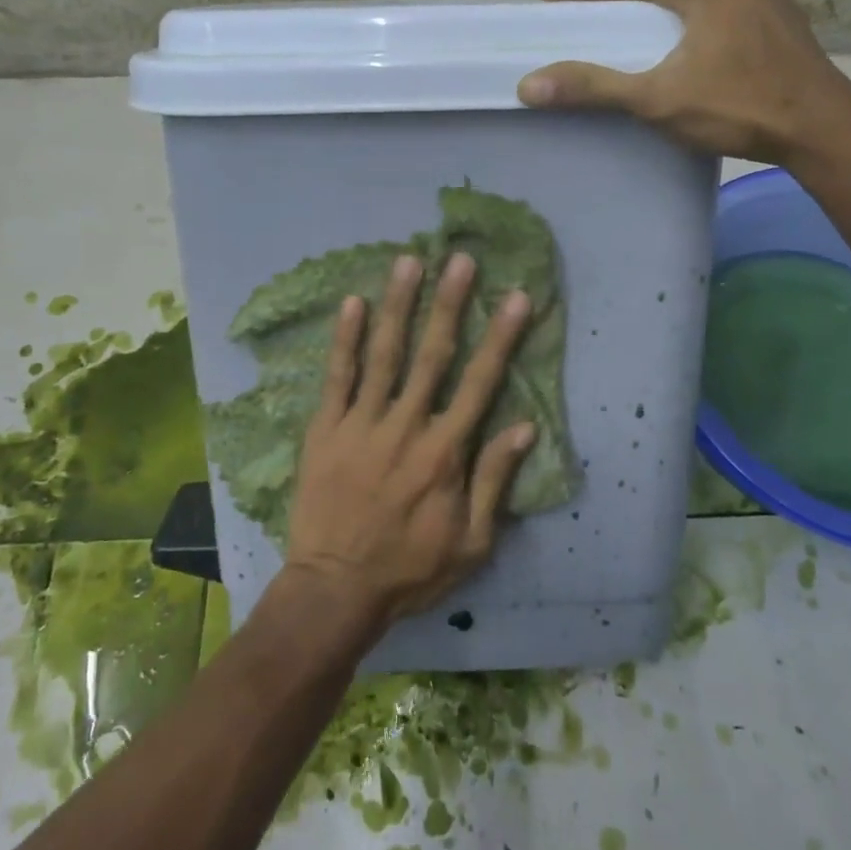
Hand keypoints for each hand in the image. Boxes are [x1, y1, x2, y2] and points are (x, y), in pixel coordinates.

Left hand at [283, 251, 538, 631]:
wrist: (335, 590)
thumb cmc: (409, 569)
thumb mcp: (471, 544)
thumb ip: (495, 481)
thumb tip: (525, 427)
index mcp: (445, 453)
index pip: (480, 383)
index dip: (501, 337)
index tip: (516, 297)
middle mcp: (405, 427)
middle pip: (432, 355)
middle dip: (449, 304)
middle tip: (460, 259)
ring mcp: (361, 424)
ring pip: (384, 354)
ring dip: (398, 305)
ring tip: (409, 262)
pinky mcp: (325, 429)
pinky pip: (337, 377)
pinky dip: (344, 339)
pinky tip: (351, 302)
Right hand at [516, 0, 850, 165]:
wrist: (824, 128)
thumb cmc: (740, 108)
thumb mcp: (659, 99)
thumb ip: (594, 87)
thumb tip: (528, 86)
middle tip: (575, 15)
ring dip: (646, 3)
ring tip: (613, 22)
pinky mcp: (772, 4)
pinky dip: (678, 11)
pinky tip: (666, 30)